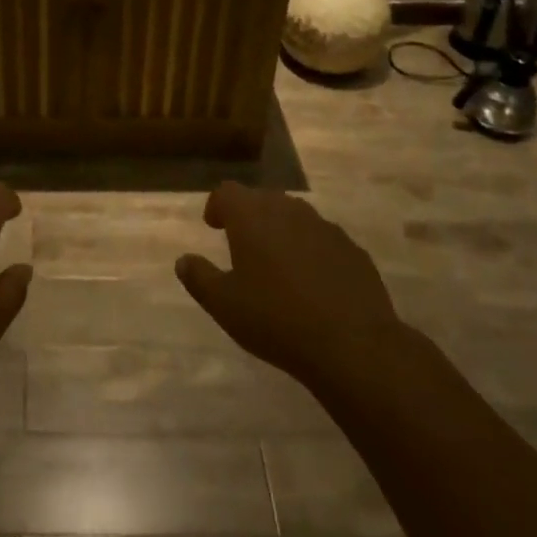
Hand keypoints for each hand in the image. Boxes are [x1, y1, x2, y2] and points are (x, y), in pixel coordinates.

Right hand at [175, 182, 405, 389]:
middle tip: (242, 244)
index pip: (227, 192)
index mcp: (252, 216)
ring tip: (277, 263)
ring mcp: (325, 227)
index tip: (214, 226)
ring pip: (295, 216)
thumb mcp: (224, 305)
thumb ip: (199, 278)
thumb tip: (183, 260)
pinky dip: (312, 250)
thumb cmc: (277, 319)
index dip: (217, 206)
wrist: (353, 344)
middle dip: (249, 216)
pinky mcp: (353, 250)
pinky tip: (313, 282)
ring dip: (281, 231)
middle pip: (262, 199)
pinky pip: (323, 239)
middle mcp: (288, 210)